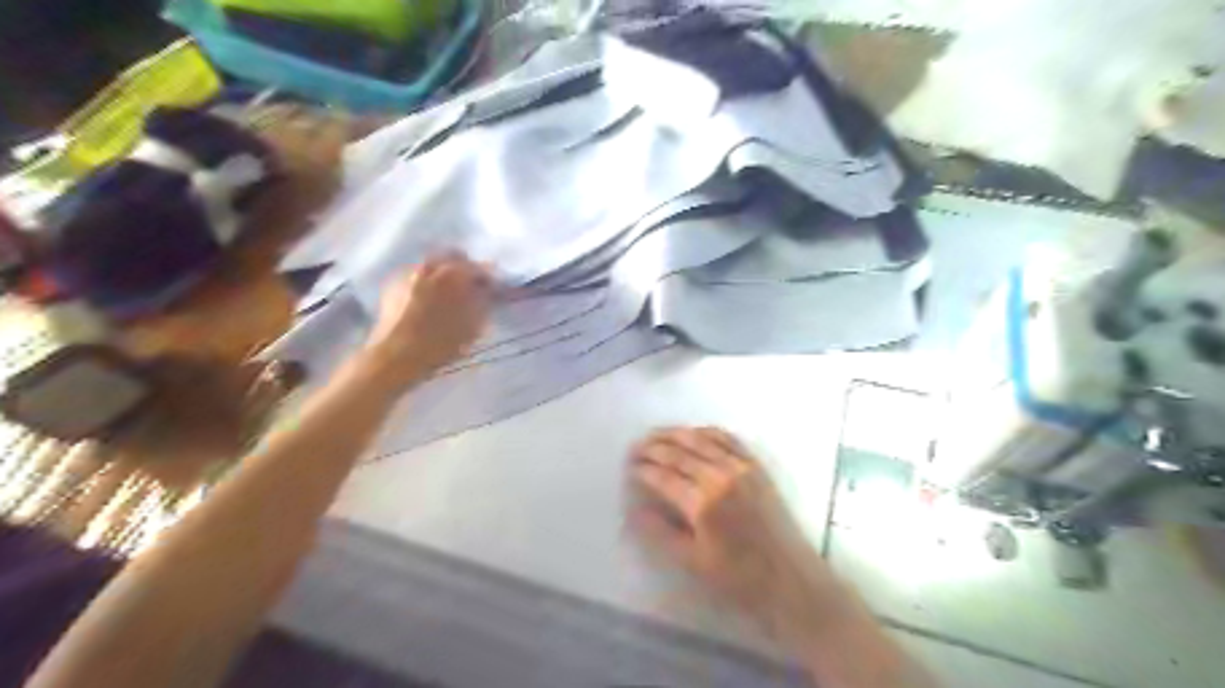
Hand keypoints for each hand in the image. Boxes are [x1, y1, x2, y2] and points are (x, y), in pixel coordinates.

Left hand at [360, 253, 491, 389]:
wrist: (395, 355)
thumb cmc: (440, 342)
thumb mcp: (473, 325)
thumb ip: (484, 302)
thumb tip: (487, 291)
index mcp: (454, 273)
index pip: (480, 268)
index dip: (489, 279)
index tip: (494, 290)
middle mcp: (430, 265)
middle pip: (454, 256)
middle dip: (465, 268)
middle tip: (472, 287)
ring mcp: (408, 272)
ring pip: (433, 264)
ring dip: (444, 273)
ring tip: (449, 293)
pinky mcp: (393, 284)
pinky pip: (416, 275)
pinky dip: (427, 282)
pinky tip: (429, 299)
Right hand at [625, 428, 849, 647]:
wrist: (790, 577)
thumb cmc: (738, 577)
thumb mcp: (693, 562)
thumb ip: (661, 533)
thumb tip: (635, 510)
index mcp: (703, 503)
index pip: (664, 477)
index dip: (644, 469)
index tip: (629, 466)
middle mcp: (721, 476)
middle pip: (679, 453)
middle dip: (654, 447)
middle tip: (635, 446)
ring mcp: (741, 467)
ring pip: (701, 440)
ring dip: (676, 433)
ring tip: (656, 434)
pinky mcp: (756, 466)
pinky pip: (728, 439)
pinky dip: (707, 432)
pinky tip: (694, 432)